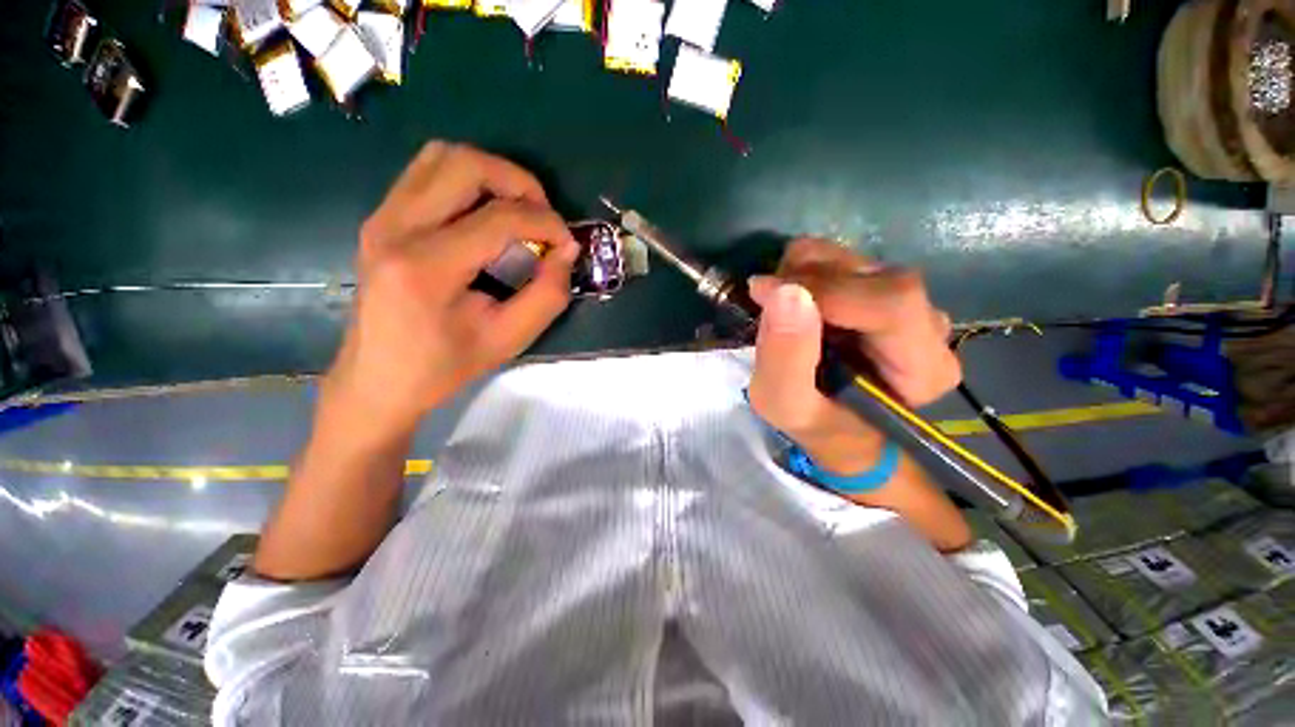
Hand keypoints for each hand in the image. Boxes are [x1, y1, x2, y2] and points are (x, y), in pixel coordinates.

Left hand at [324, 142, 578, 438]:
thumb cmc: (444, 366)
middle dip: (519, 182)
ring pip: (442, 156)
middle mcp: (395, 227)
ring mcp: (382, 217)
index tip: (567, 243)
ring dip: (492, 175)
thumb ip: (548, 295)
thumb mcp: (509, 339)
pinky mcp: (381, 219)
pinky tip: (485, 215)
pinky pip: (427, 172)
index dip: (546, 223)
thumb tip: (568, 250)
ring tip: (518, 211)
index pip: (499, 218)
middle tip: (543, 217)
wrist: (377, 380)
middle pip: (465, 163)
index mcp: (426, 266)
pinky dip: (467, 181)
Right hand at [746, 239, 959, 472]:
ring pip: (853, 258)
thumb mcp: (785, 406)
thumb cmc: (817, 424)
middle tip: (764, 302)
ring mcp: (910, 302)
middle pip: (869, 273)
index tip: (761, 292)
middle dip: (802, 278)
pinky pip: (842, 261)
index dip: (821, 290)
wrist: (839, 426)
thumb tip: (784, 291)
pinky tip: (793, 302)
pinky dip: (804, 271)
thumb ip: (784, 358)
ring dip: (800, 273)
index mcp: (922, 368)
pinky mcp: (885, 289)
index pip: (889, 303)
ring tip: (779, 308)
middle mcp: (928, 325)